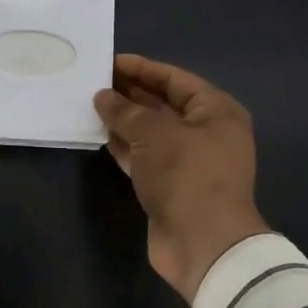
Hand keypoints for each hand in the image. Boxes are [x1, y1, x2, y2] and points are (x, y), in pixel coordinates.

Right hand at [94, 54, 269, 300]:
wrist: (203, 245)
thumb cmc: (186, 175)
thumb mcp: (153, 134)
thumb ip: (125, 110)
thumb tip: (102, 96)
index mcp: (216, 111)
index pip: (175, 79)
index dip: (143, 68)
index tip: (110, 62)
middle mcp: (206, 132)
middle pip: (163, 104)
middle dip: (130, 93)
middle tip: (95, 82)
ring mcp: (189, 161)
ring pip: (152, 132)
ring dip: (124, 120)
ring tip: (91, 105)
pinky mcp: (171, 186)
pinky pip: (145, 156)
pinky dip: (125, 146)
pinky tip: (100, 135)